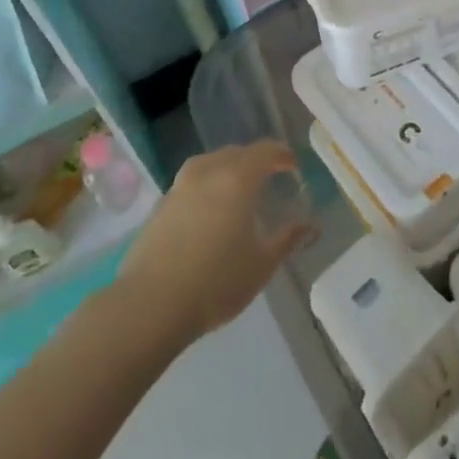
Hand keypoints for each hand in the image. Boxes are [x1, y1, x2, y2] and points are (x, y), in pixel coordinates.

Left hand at [120, 141, 311, 343]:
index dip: (282, 155)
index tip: (293, 166)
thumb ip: (288, 239)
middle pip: (236, 153)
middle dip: (256, 160)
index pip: (265, 151)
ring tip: (237, 191)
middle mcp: (207, 172)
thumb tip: (310, 226)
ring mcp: (179, 187)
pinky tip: (209, 213)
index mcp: (237, 177)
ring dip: (228, 170)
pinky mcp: (159, 206)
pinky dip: (206, 187)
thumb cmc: (215, 282)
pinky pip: (191, 184)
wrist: (149, 306)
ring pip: (210, 164)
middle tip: (269, 177)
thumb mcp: (262, 264)